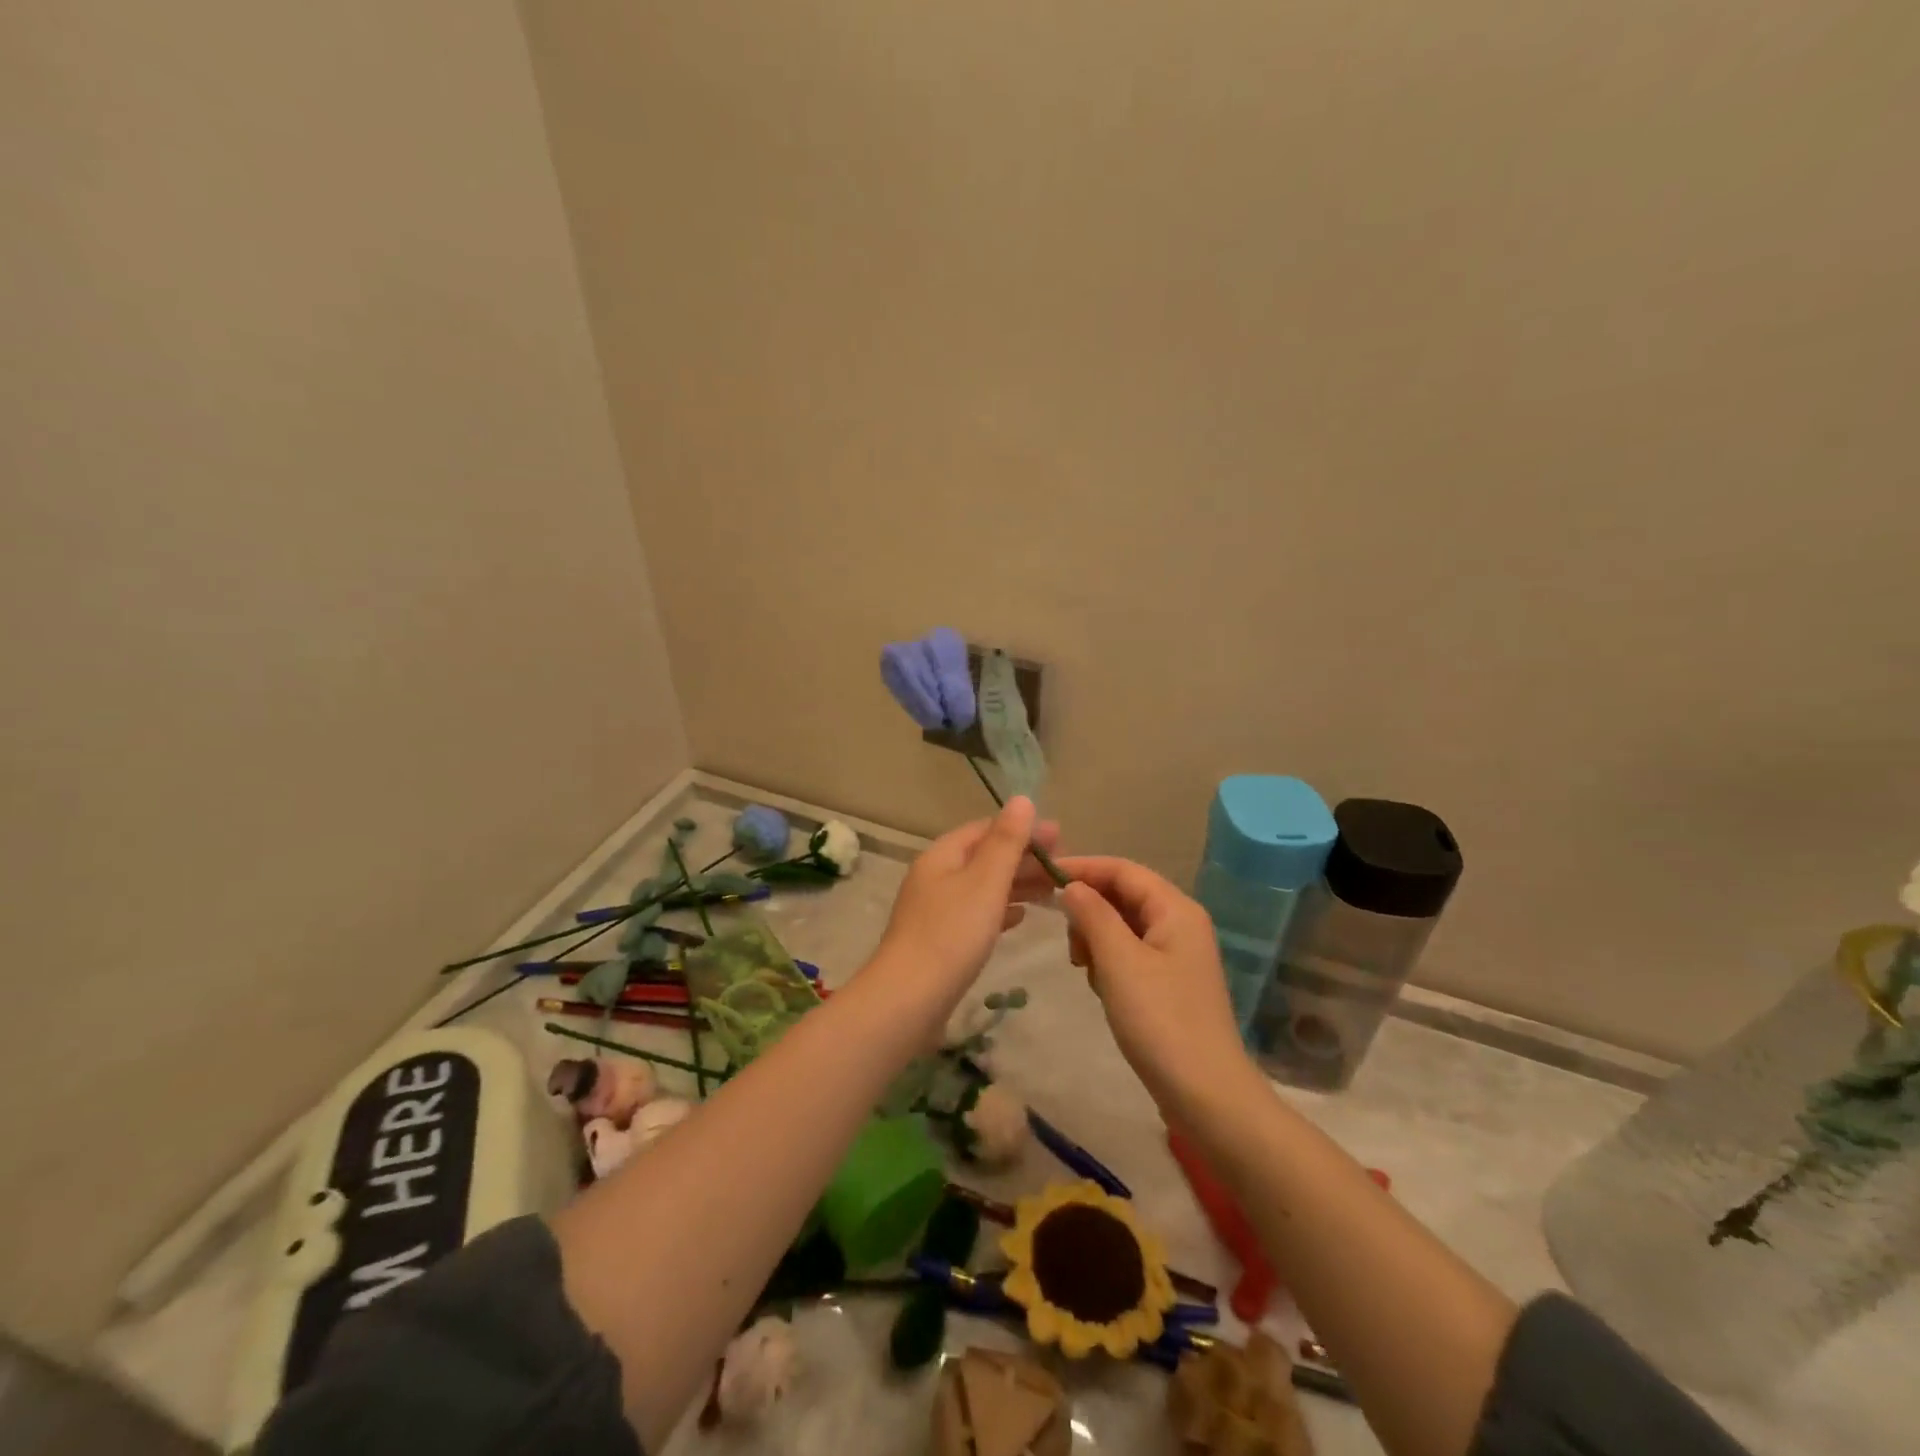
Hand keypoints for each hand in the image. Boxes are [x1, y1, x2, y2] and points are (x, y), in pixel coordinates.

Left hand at [871, 797, 1060, 1007]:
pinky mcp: (940, 940)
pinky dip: (1000, 910)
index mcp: (942, 856)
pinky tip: (1020, 917)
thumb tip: (1022, 799)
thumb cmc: (951, 934)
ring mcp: (935, 910)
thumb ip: (1006, 842)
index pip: (985, 829)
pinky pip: (976, 914)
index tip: (1060, 837)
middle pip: (983, 858)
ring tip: (1052, 890)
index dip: (1022, 830)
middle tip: (1063, 866)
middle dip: (1022, 858)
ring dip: (1015, 884)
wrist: (908, 999)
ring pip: (982, 887)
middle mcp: (935, 877)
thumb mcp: (985, 882)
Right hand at [1056, 856, 1252, 1110]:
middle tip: (1069, 944)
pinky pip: (1131, 954)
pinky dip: (1110, 962)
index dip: (1082, 868)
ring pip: (1123, 926)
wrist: (1206, 1095)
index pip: (1122, 869)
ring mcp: (1177, 955)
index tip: (1042, 878)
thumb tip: (1072, 887)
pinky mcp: (1170, 983)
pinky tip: (1103, 989)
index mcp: (1175, 909)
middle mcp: (1180, 923)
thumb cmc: (1160, 1021)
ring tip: (1086, 971)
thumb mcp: (1119, 962)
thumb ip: (1093, 915)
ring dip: (1097, 940)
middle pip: (1124, 895)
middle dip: (1090, 911)